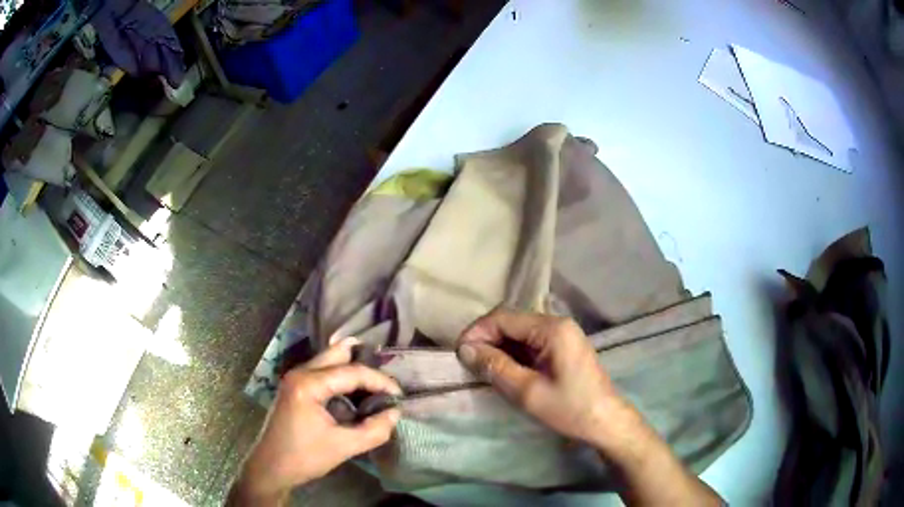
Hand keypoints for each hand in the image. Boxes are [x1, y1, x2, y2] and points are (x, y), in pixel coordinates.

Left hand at [230, 338, 401, 504]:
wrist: (271, 468)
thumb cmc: (304, 457)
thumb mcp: (344, 447)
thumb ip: (374, 430)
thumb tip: (395, 413)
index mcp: (308, 384)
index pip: (352, 372)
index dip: (379, 381)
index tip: (399, 395)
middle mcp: (299, 373)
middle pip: (337, 354)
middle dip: (364, 364)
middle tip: (386, 381)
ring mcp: (294, 378)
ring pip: (328, 360)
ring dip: (352, 369)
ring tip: (375, 386)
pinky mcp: (294, 388)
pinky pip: (321, 372)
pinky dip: (340, 377)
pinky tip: (354, 392)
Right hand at [456, 309, 722, 505]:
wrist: (606, 422)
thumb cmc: (569, 408)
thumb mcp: (527, 392)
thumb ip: (496, 367)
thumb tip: (465, 349)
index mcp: (552, 328)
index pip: (504, 317)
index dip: (478, 332)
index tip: (460, 354)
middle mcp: (558, 323)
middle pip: (512, 322)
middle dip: (487, 339)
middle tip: (469, 364)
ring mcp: (563, 335)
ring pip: (520, 333)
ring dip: (499, 347)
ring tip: (483, 369)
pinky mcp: (563, 347)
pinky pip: (531, 343)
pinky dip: (514, 354)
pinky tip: (505, 370)